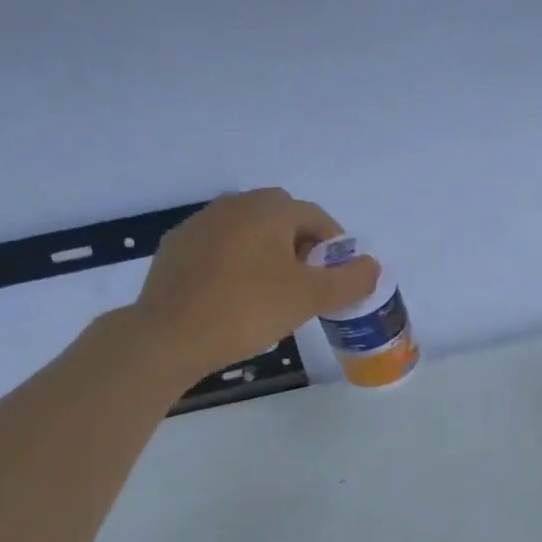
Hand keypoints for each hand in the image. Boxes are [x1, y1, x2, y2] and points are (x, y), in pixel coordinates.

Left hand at [132, 189, 378, 374]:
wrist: (169, 336)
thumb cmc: (248, 310)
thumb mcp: (311, 298)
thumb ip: (350, 280)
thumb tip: (372, 266)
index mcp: (268, 209)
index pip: (316, 217)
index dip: (335, 247)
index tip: (338, 279)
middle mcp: (233, 205)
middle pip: (281, 219)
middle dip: (301, 247)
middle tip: (308, 286)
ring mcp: (199, 224)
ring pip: (249, 232)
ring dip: (269, 254)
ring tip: (273, 294)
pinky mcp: (176, 249)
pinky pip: (220, 249)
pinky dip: (237, 265)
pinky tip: (236, 298)